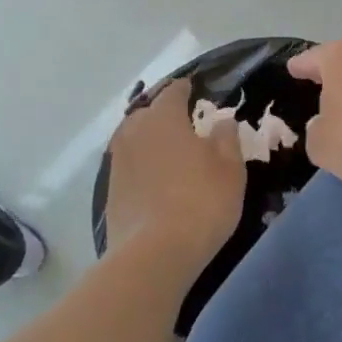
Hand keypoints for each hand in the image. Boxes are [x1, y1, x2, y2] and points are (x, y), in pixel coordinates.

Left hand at [106, 78, 245, 270]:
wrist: (155, 253)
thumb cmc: (202, 201)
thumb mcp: (230, 168)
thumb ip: (226, 138)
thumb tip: (222, 122)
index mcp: (164, 118)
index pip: (172, 92)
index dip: (184, 88)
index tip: (194, 89)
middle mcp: (134, 132)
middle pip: (147, 112)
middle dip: (164, 112)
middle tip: (183, 120)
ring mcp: (118, 162)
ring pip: (134, 138)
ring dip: (150, 138)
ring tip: (169, 148)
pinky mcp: (111, 190)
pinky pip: (129, 164)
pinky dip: (142, 163)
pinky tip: (156, 177)